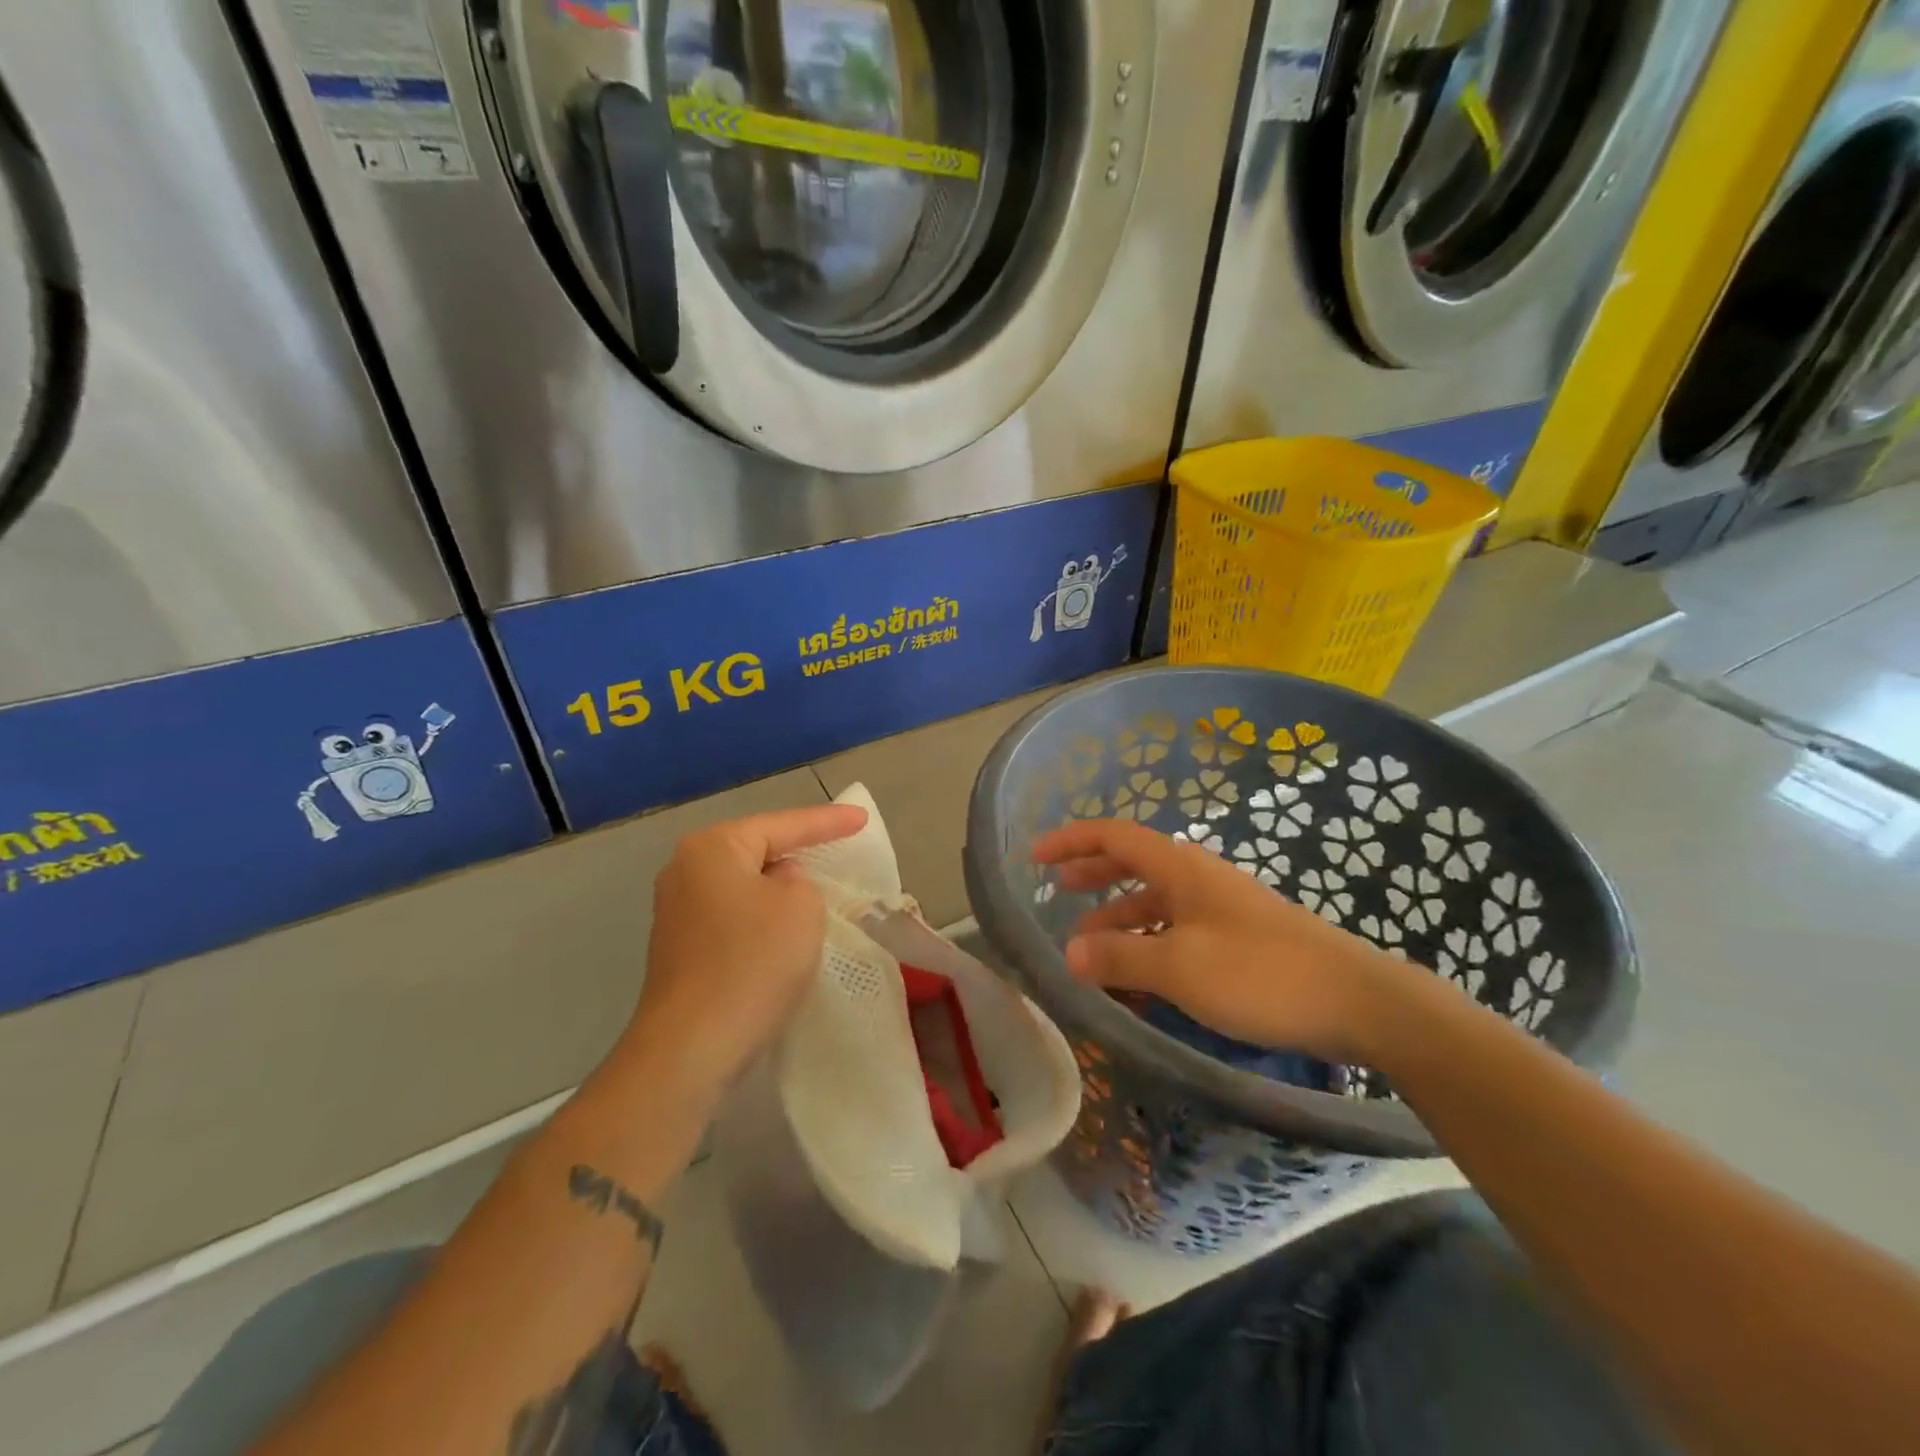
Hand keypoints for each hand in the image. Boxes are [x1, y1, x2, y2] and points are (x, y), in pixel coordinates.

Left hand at [625, 803, 868, 1099]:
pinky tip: (783, 931)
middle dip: (798, 850)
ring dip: (778, 888)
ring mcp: (676, 911)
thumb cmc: (752, 963)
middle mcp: (685, 870)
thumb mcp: (801, 907)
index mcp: (713, 848)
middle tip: (839, 846)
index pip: (783, 825)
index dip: (828, 821)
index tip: (862, 818)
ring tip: (817, 887)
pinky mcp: (679, 949)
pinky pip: (733, 916)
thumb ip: (799, 880)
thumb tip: (778, 885)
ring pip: (744, 885)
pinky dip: (761, 917)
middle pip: (757, 850)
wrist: (691, 1048)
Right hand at [1031, 818, 1417, 1065]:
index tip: (1035, 856)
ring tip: (1089, 947)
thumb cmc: (1261, 974)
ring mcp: (1222, 909)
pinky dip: (1149, 945)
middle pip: (1134, 863)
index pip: (1115, 837)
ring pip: (1156, 902)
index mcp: (1181, 869)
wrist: (1358, 1002)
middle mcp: (1199, 879)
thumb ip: (1120, 956)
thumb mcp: (1179, 967)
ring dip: (1119, 918)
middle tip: (1059, 890)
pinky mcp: (1241, 940)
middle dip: (1094, 874)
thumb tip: (1069, 952)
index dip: (1072, 841)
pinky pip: (1178, 931)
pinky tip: (1140, 978)